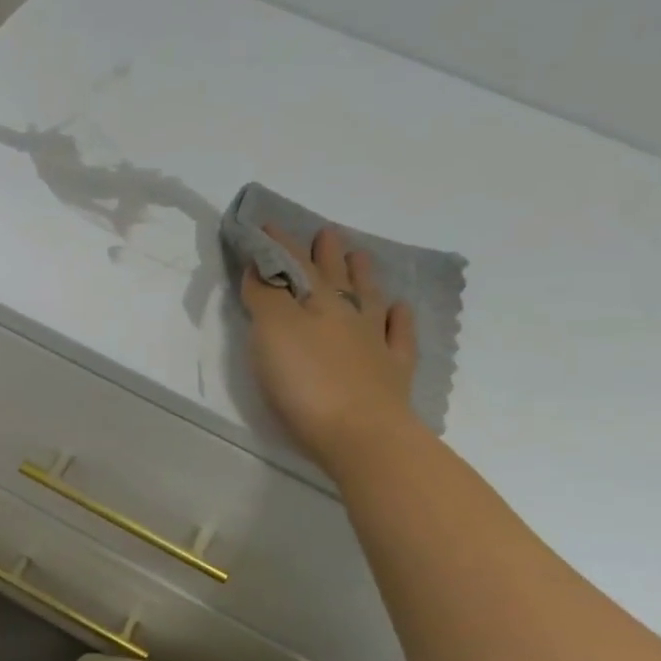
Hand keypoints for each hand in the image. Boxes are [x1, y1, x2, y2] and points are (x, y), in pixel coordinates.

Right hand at [241, 226, 418, 472]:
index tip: (266, 226)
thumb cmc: (306, 383)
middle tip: (325, 233)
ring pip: (369, 298)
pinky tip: (399, 309)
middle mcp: (348, 315)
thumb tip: (261, 268)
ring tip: (359, 257)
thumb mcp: (272, 334)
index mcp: (316, 303)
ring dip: (362, 276)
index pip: (293, 266)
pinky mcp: (392, 373)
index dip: (279, 246)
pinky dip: (398, 319)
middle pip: (334, 277)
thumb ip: (265, 298)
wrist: (359, 434)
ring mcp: (375, 343)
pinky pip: (399, 336)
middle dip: (325, 254)